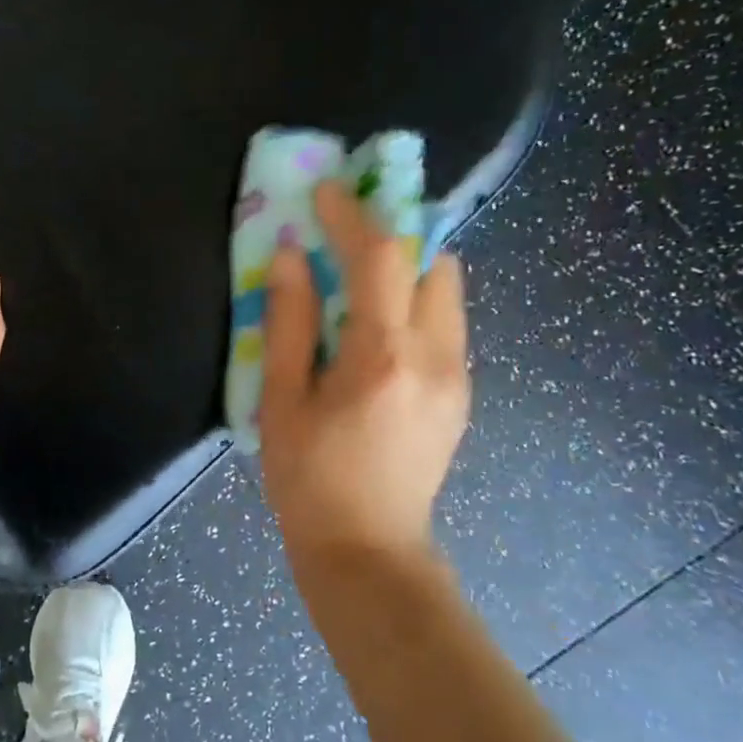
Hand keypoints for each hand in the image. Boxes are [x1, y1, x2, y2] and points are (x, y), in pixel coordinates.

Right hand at [258, 180, 469, 561]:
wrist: (368, 550)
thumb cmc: (309, 477)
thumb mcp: (281, 401)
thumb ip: (288, 324)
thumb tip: (288, 257)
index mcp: (382, 357)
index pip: (379, 258)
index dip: (351, 215)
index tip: (324, 191)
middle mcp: (436, 355)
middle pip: (432, 261)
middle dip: (393, 234)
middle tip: (346, 233)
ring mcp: (458, 375)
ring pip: (446, 290)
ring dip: (407, 267)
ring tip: (360, 278)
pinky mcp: (461, 392)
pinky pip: (445, 322)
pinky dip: (415, 302)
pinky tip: (375, 329)